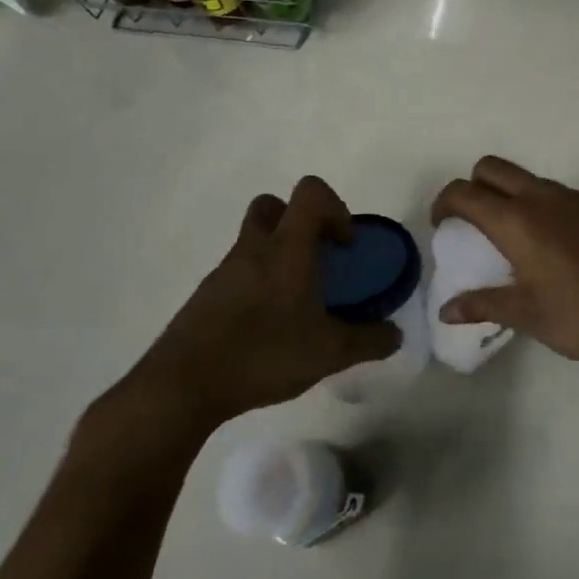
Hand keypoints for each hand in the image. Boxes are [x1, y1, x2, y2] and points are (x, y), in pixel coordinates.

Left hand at [80, 178, 399, 476]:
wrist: (182, 386)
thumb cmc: (263, 355)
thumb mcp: (329, 354)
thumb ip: (369, 341)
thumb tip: (395, 335)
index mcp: (287, 248)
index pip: (310, 192)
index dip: (336, 208)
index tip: (344, 246)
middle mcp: (254, 248)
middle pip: (274, 206)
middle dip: (300, 222)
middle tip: (317, 260)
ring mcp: (225, 271)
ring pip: (254, 240)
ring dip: (278, 255)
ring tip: (295, 302)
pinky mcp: (206, 296)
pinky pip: (238, 272)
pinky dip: (257, 284)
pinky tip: (267, 326)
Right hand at [430, 156, 578, 375]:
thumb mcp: (528, 316)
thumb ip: (483, 304)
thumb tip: (446, 310)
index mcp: (518, 222)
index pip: (465, 192)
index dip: (444, 203)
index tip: (443, 226)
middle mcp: (544, 198)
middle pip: (492, 168)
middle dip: (474, 186)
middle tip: (475, 224)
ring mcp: (578, 199)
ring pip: (529, 180)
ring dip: (512, 197)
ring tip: (517, 241)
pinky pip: (561, 196)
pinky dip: (546, 209)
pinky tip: (560, 249)